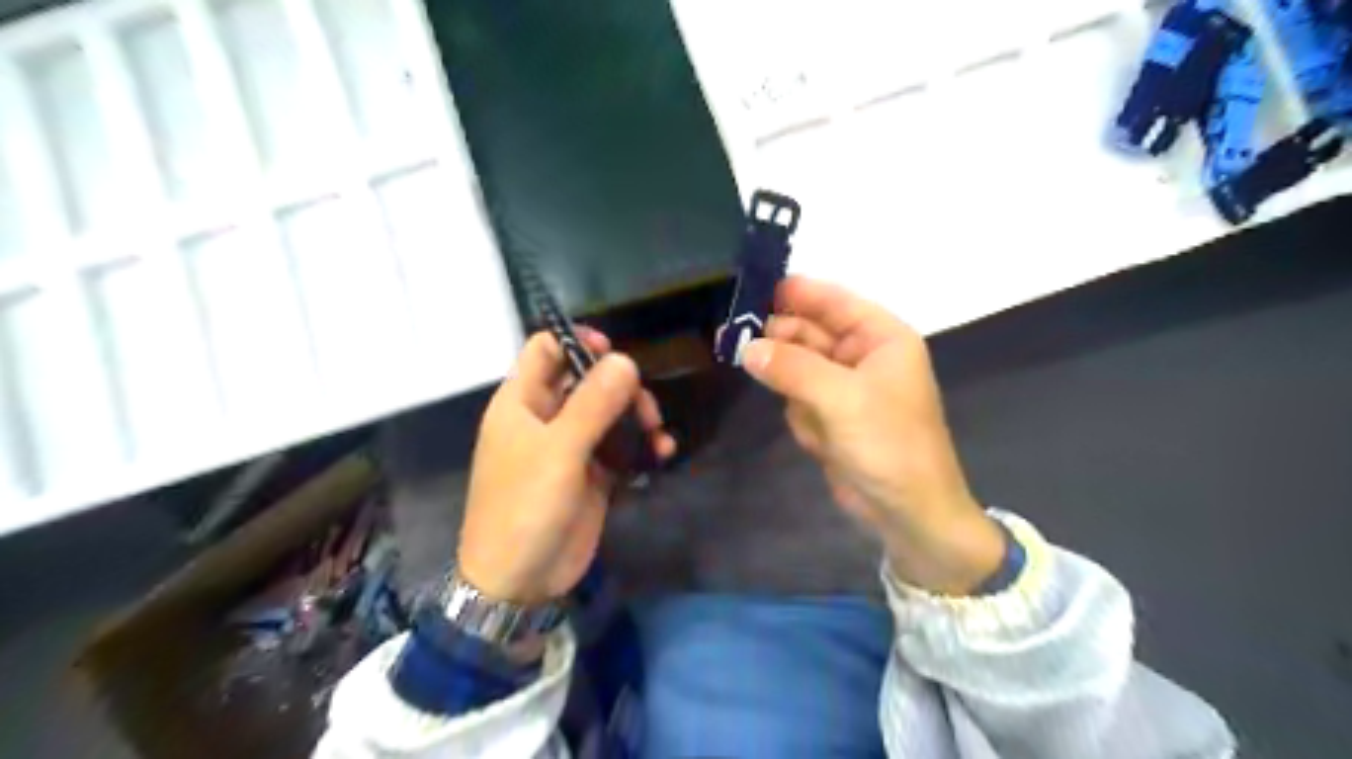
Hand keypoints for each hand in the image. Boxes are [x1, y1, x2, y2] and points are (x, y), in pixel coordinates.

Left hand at [460, 330, 675, 602]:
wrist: (520, 582)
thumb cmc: (525, 508)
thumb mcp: (559, 452)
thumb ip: (592, 403)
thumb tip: (625, 360)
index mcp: (522, 402)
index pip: (546, 349)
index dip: (578, 341)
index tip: (615, 353)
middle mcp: (546, 417)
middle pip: (587, 378)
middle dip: (620, 385)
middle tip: (644, 408)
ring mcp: (571, 446)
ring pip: (609, 411)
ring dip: (637, 416)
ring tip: (657, 434)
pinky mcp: (592, 473)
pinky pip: (621, 446)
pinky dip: (641, 446)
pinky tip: (662, 454)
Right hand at [738, 276, 1001, 596]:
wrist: (907, 513)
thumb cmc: (887, 444)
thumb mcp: (840, 398)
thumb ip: (791, 367)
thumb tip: (746, 347)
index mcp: (880, 338)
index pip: (833, 301)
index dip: (795, 292)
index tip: (751, 291)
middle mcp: (862, 356)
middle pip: (808, 332)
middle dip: (779, 341)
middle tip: (735, 339)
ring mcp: (844, 387)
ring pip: (796, 367)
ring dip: (791, 387)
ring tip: (801, 410)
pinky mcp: (831, 416)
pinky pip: (798, 400)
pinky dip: (801, 418)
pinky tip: (819, 440)